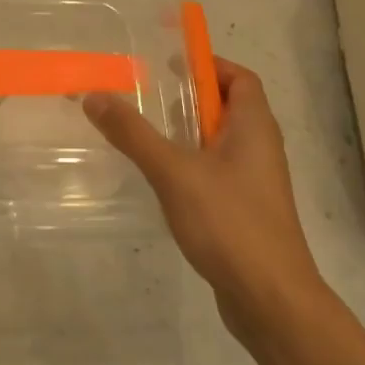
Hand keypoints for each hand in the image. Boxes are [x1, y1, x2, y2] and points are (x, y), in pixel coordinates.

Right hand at [85, 59, 323, 342]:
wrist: (270, 300)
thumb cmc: (229, 222)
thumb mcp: (173, 171)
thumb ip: (133, 134)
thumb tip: (94, 96)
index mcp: (254, 127)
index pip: (241, 78)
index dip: (210, 65)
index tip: (170, 65)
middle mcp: (261, 148)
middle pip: (229, 107)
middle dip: (191, 98)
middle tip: (148, 98)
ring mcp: (256, 183)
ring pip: (221, 143)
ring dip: (189, 133)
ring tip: (148, 135)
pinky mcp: (246, 212)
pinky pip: (218, 172)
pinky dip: (192, 165)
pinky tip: (163, 181)